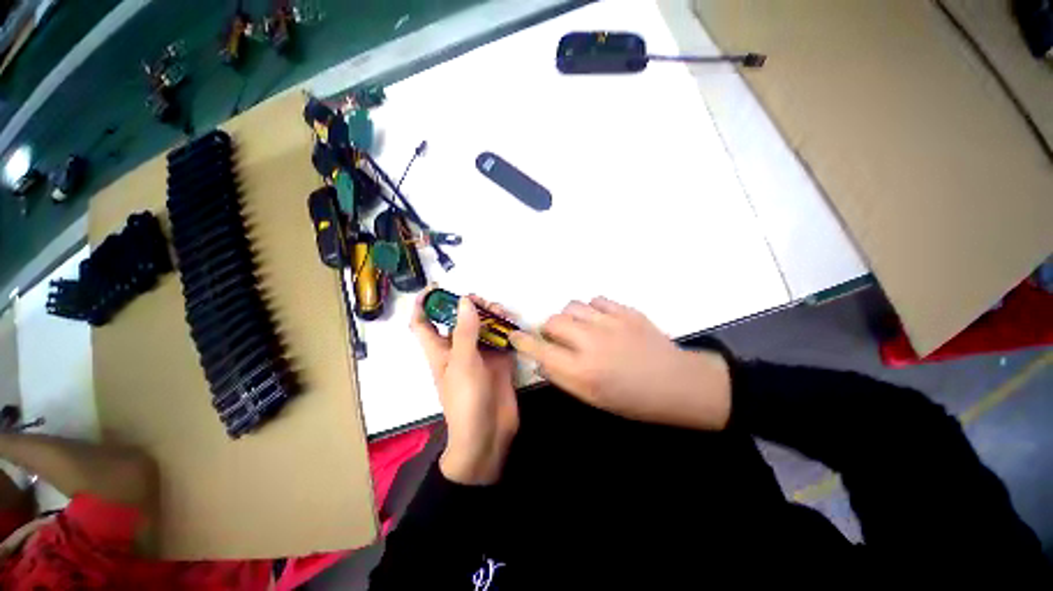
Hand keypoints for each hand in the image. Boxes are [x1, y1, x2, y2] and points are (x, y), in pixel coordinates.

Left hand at [411, 289, 518, 484]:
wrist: (488, 435)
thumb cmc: (465, 400)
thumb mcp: (462, 363)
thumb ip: (465, 331)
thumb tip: (466, 301)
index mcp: (440, 351)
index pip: (422, 324)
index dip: (422, 305)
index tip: (433, 288)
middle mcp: (459, 350)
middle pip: (458, 320)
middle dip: (467, 306)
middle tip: (481, 300)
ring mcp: (481, 355)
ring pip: (482, 327)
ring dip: (489, 316)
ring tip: (500, 311)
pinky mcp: (499, 361)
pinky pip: (501, 339)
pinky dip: (505, 329)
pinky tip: (512, 324)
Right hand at [510, 297, 731, 430]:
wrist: (677, 384)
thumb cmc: (632, 399)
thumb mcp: (592, 398)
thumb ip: (562, 378)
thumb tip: (541, 360)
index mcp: (582, 371)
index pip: (540, 350)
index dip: (523, 342)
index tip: (515, 336)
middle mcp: (591, 342)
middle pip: (553, 321)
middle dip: (550, 329)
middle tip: (561, 338)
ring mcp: (610, 322)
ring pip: (573, 306)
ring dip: (570, 317)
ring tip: (582, 328)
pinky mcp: (626, 311)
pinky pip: (596, 300)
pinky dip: (592, 309)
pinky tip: (601, 321)